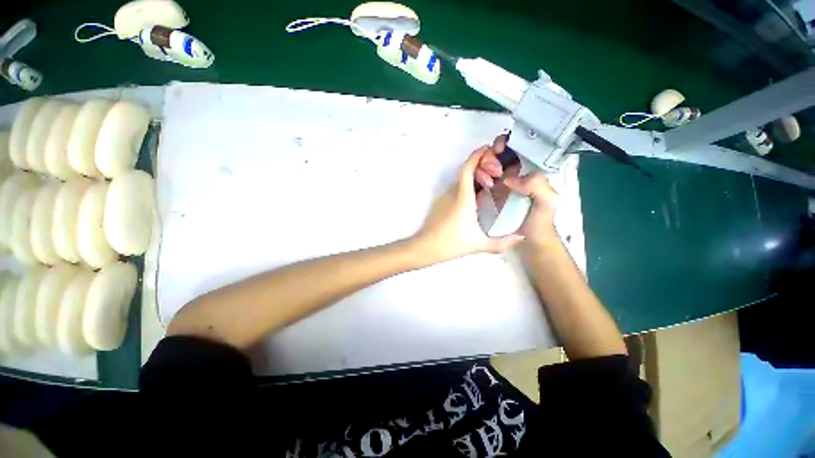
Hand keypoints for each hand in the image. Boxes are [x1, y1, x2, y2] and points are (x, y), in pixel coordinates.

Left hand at [412, 147, 524, 262]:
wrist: (425, 247)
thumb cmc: (452, 243)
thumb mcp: (479, 244)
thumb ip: (501, 243)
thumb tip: (521, 238)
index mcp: (463, 197)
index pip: (467, 169)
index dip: (477, 155)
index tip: (488, 148)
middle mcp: (452, 193)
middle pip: (465, 172)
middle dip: (480, 166)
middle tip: (496, 172)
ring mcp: (443, 198)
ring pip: (459, 181)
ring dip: (473, 178)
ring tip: (489, 184)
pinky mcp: (439, 204)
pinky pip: (454, 189)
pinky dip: (466, 187)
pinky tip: (475, 198)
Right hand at [475, 135, 558, 246]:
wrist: (527, 241)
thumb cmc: (539, 222)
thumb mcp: (547, 202)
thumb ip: (538, 185)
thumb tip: (509, 179)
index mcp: (527, 172)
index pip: (515, 150)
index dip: (505, 145)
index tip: (497, 151)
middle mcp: (513, 175)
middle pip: (496, 157)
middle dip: (490, 158)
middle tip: (492, 172)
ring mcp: (499, 185)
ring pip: (485, 167)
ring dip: (482, 168)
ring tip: (486, 181)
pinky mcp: (488, 195)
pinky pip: (479, 181)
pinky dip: (476, 178)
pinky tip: (479, 184)